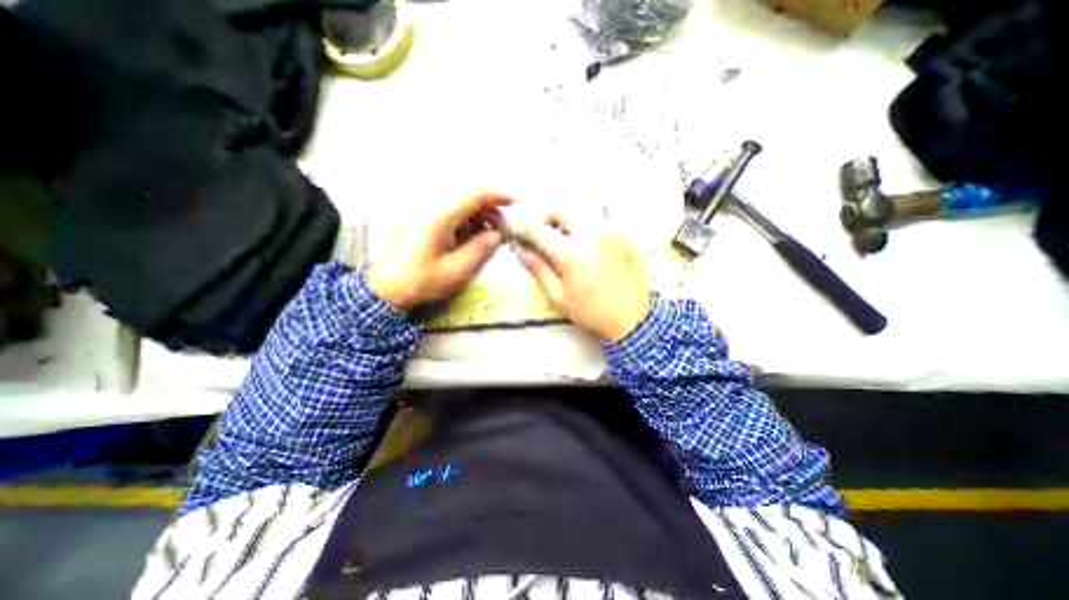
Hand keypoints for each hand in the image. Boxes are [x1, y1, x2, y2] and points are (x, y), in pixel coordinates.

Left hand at [368, 193, 512, 311]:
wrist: (384, 289)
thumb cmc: (421, 281)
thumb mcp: (456, 271)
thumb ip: (480, 250)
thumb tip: (497, 235)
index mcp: (438, 218)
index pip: (472, 195)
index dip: (495, 195)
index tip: (513, 202)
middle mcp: (429, 209)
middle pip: (466, 198)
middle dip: (489, 211)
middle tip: (502, 232)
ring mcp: (422, 214)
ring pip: (458, 206)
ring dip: (478, 217)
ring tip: (488, 237)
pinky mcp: (419, 221)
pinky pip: (448, 214)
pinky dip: (465, 222)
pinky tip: (470, 237)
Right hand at [517, 214, 651, 340]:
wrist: (633, 319)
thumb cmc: (593, 312)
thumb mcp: (560, 297)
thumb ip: (539, 271)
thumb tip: (523, 254)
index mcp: (571, 254)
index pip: (539, 230)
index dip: (525, 230)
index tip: (522, 234)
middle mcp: (592, 236)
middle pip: (562, 211)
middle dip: (548, 219)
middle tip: (547, 235)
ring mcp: (612, 234)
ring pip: (583, 216)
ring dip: (571, 225)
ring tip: (571, 244)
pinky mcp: (626, 237)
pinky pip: (603, 224)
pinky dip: (591, 232)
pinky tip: (593, 250)